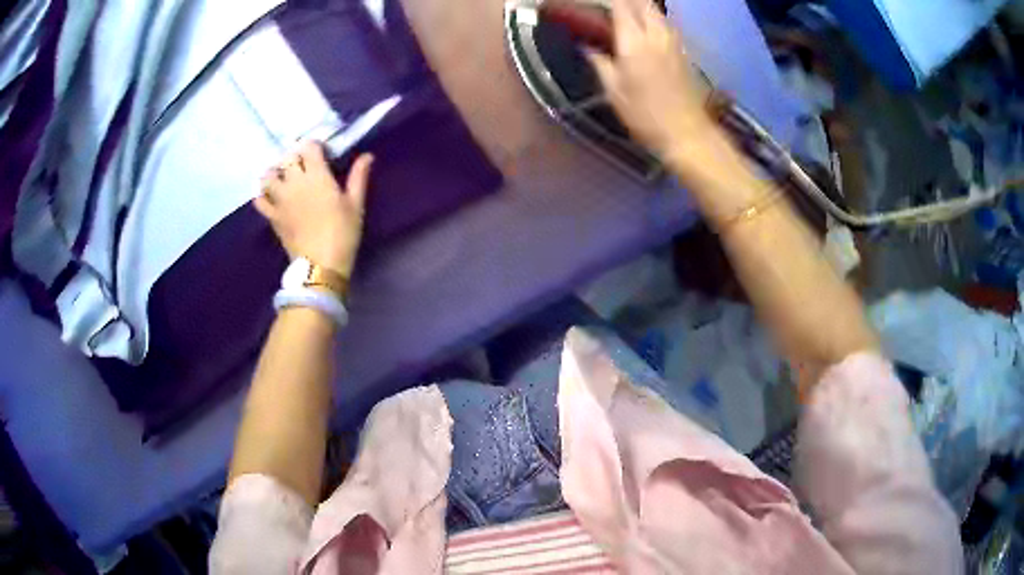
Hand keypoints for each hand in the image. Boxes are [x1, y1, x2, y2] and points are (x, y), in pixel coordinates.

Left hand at [255, 141, 373, 277]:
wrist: (321, 266)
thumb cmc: (343, 233)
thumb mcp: (355, 204)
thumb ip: (358, 177)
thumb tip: (367, 155)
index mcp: (317, 176)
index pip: (308, 147)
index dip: (314, 146)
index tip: (322, 154)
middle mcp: (295, 182)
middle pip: (287, 158)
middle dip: (295, 158)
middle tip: (304, 166)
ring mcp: (280, 199)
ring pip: (268, 176)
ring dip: (275, 173)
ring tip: (283, 178)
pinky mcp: (272, 217)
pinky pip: (259, 201)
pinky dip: (262, 196)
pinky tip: (270, 197)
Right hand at [587, 0, 716, 161]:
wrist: (686, 133)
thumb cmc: (645, 116)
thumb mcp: (614, 92)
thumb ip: (600, 64)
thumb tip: (588, 47)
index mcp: (634, 43)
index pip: (620, 6)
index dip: (609, 0)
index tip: (596, 3)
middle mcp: (656, 35)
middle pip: (643, 3)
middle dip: (627, 0)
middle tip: (612, 5)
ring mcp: (673, 42)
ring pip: (657, 11)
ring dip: (642, 7)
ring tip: (628, 12)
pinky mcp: (683, 52)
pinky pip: (666, 24)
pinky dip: (654, 18)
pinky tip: (646, 27)